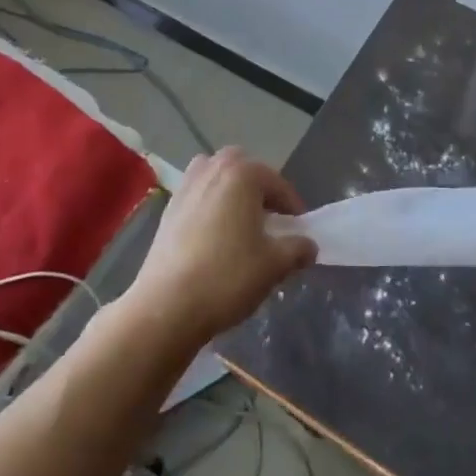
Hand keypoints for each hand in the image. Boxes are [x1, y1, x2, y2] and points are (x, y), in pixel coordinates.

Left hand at [124, 146, 316, 343]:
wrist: (166, 306)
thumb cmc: (228, 277)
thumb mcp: (275, 265)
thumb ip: (297, 249)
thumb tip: (308, 245)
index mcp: (242, 175)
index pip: (278, 184)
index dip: (293, 207)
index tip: (300, 231)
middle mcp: (212, 170)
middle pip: (242, 168)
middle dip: (258, 188)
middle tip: (269, 220)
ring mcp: (185, 187)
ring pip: (215, 177)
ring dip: (230, 192)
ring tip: (240, 223)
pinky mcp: (167, 210)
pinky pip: (196, 196)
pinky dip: (209, 206)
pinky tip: (213, 237)